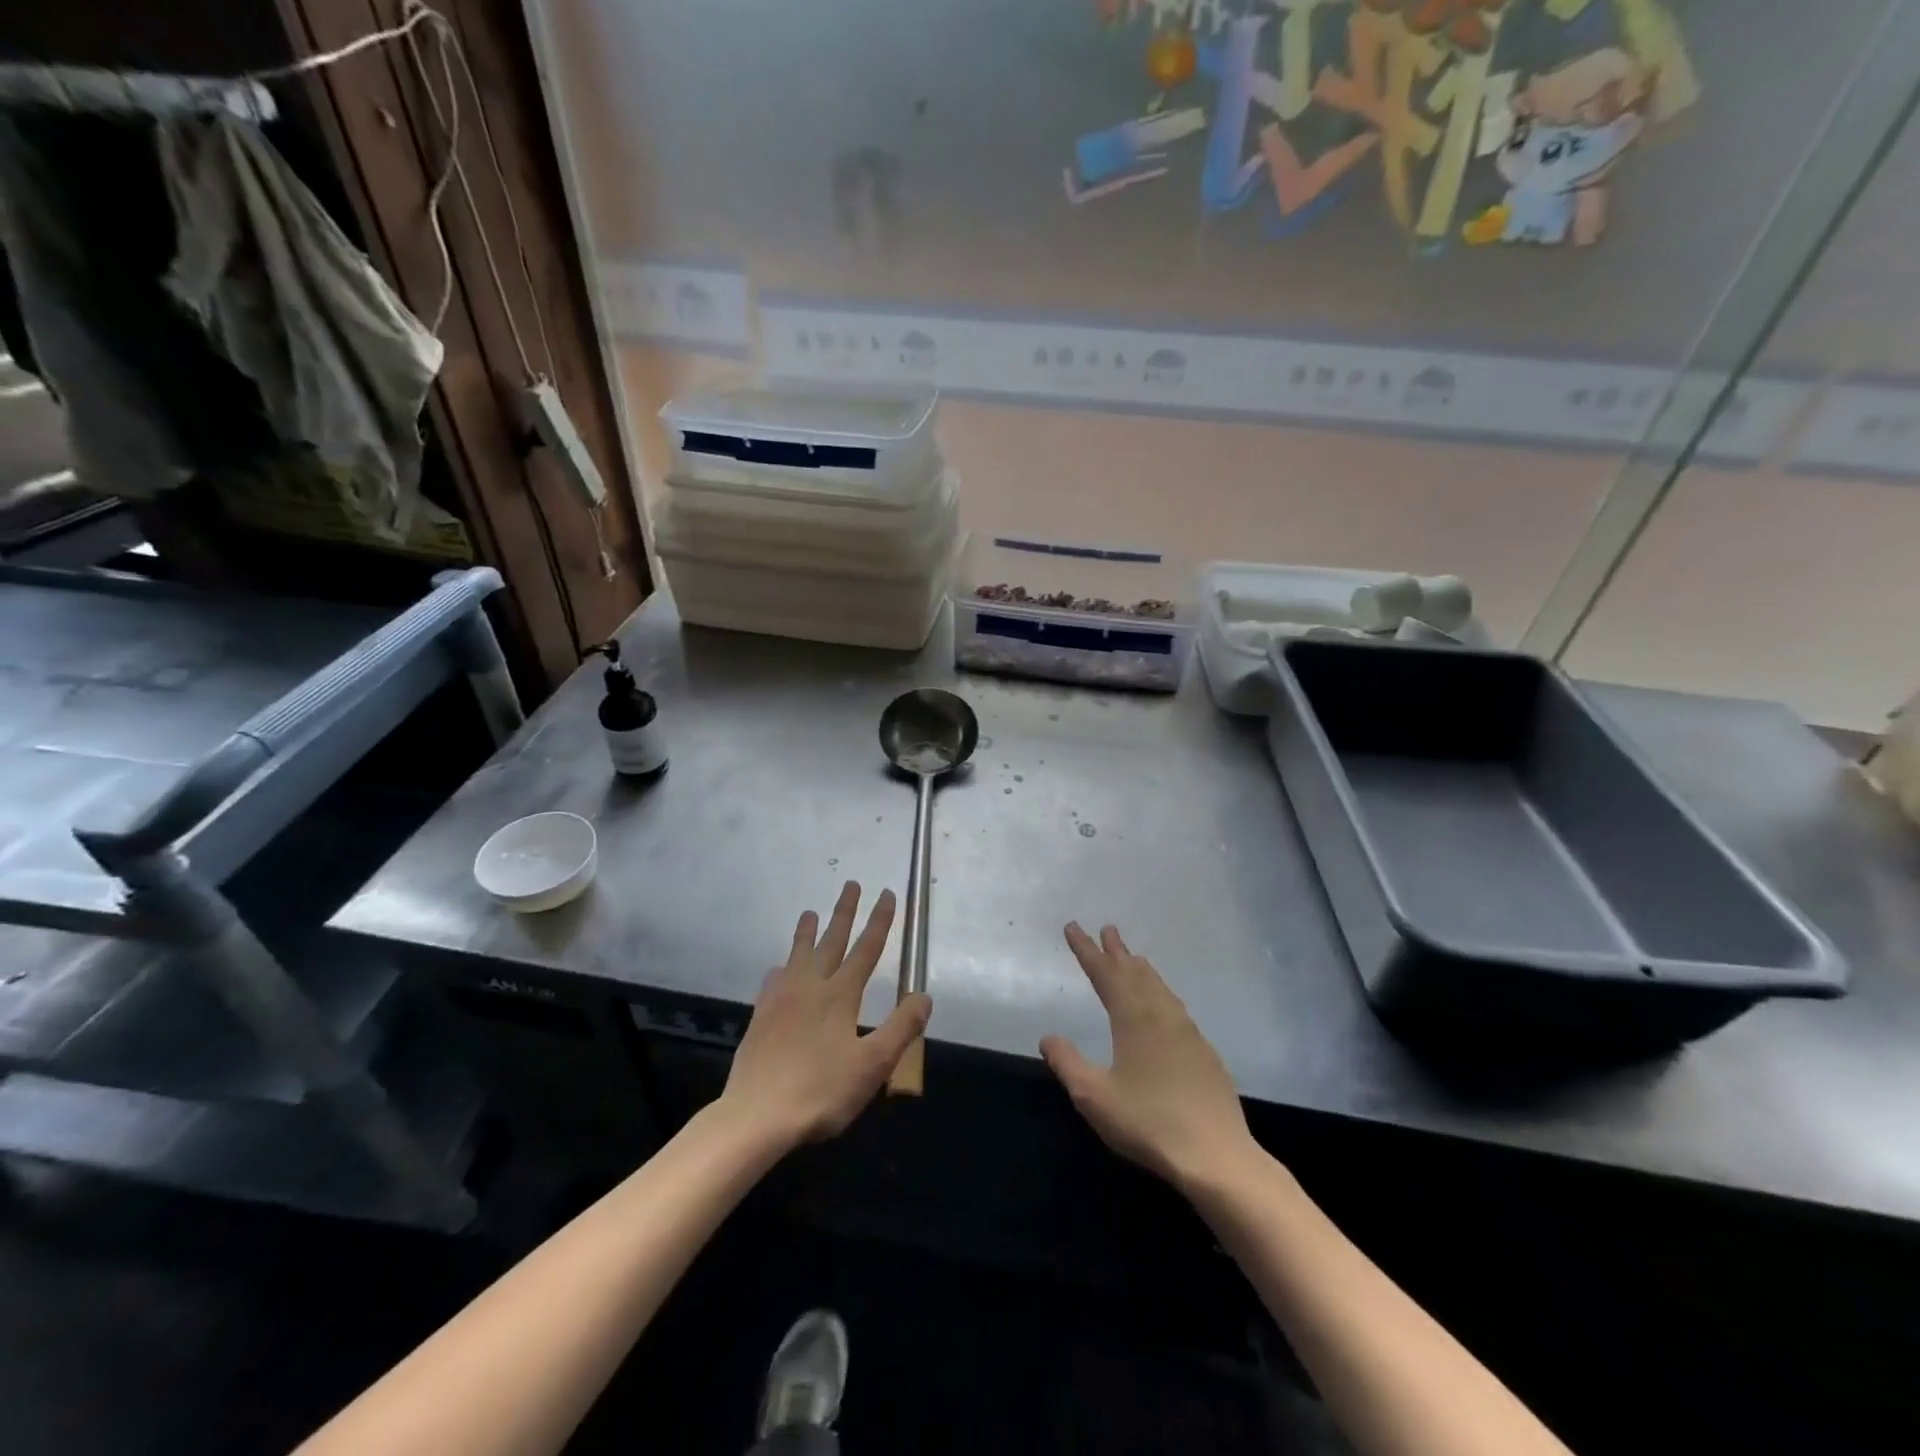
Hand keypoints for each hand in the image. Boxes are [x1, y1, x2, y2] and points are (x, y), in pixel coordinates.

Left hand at [719, 882, 930, 1148]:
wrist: (756, 1115)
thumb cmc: (821, 1091)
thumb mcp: (873, 1065)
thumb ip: (900, 1028)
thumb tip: (924, 995)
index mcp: (840, 995)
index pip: (866, 949)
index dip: (880, 921)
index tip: (886, 894)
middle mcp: (811, 987)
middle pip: (831, 941)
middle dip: (844, 912)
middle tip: (851, 883)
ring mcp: (781, 999)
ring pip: (798, 955)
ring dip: (807, 932)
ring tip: (809, 912)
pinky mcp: (761, 1017)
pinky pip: (773, 981)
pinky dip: (781, 968)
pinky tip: (778, 969)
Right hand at [1041, 923, 1260, 1193]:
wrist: (1217, 1156)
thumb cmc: (1149, 1124)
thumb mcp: (1094, 1097)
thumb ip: (1068, 1063)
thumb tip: (1048, 1036)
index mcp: (1133, 1019)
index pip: (1104, 974)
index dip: (1086, 950)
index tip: (1073, 927)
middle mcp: (1161, 1015)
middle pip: (1135, 973)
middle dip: (1117, 951)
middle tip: (1107, 929)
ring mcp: (1187, 1032)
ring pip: (1159, 987)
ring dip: (1141, 969)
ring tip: (1133, 957)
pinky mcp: (1203, 1052)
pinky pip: (1175, 1006)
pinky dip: (1161, 991)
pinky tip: (1163, 1003)